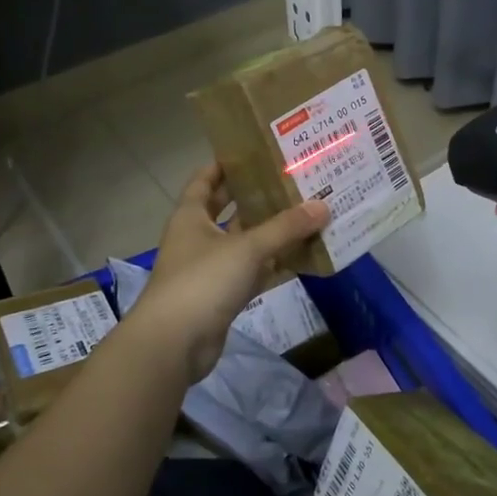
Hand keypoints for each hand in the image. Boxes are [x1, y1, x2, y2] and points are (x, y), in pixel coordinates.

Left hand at [124, 164, 329, 385]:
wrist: (174, 344)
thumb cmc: (202, 282)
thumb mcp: (247, 248)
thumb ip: (286, 227)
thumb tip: (323, 206)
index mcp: (191, 216)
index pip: (206, 179)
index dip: (226, 164)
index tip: (256, 151)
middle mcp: (198, 237)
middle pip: (229, 210)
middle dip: (256, 196)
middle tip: (292, 180)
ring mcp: (210, 269)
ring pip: (244, 242)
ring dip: (270, 232)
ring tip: (306, 213)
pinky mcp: (222, 296)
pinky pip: (252, 272)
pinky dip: (273, 264)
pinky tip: (302, 256)